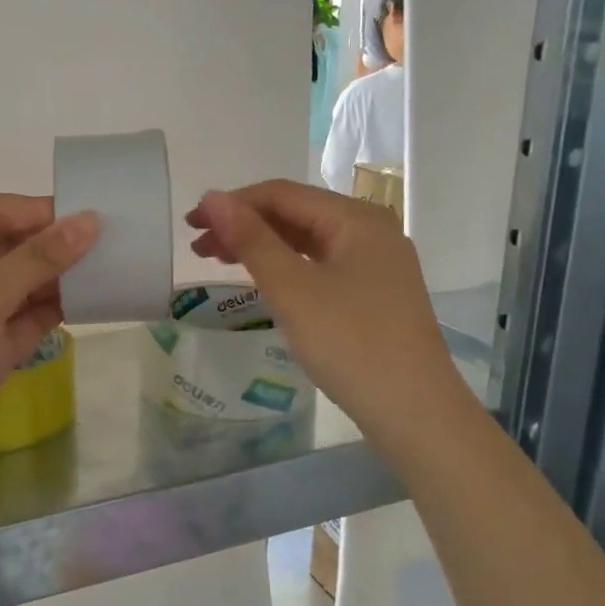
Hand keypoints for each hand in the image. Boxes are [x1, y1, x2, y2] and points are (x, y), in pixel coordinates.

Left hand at [0, 195, 98, 483]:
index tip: (90, 214)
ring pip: (27, 284)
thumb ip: (35, 260)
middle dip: (55, 245)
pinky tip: (93, 300)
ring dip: (62, 277)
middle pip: (13, 248)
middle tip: (110, 240)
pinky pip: (33, 317)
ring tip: (110, 267)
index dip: (40, 212)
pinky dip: (59, 309)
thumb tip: (89, 221)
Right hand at [186, 180, 461, 431]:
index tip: (190, 224)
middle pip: (295, 214)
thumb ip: (251, 240)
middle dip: (243, 225)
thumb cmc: (350, 343)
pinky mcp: (374, 292)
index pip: (282, 194)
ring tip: (218, 261)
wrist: (414, 411)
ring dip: (261, 246)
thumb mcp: (292, 288)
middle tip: (197, 248)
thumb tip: (212, 198)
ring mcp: (376, 263)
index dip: (231, 204)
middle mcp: (370, 230)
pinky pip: (320, 264)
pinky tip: (262, 279)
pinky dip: (285, 266)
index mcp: (356, 218)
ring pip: (306, 240)